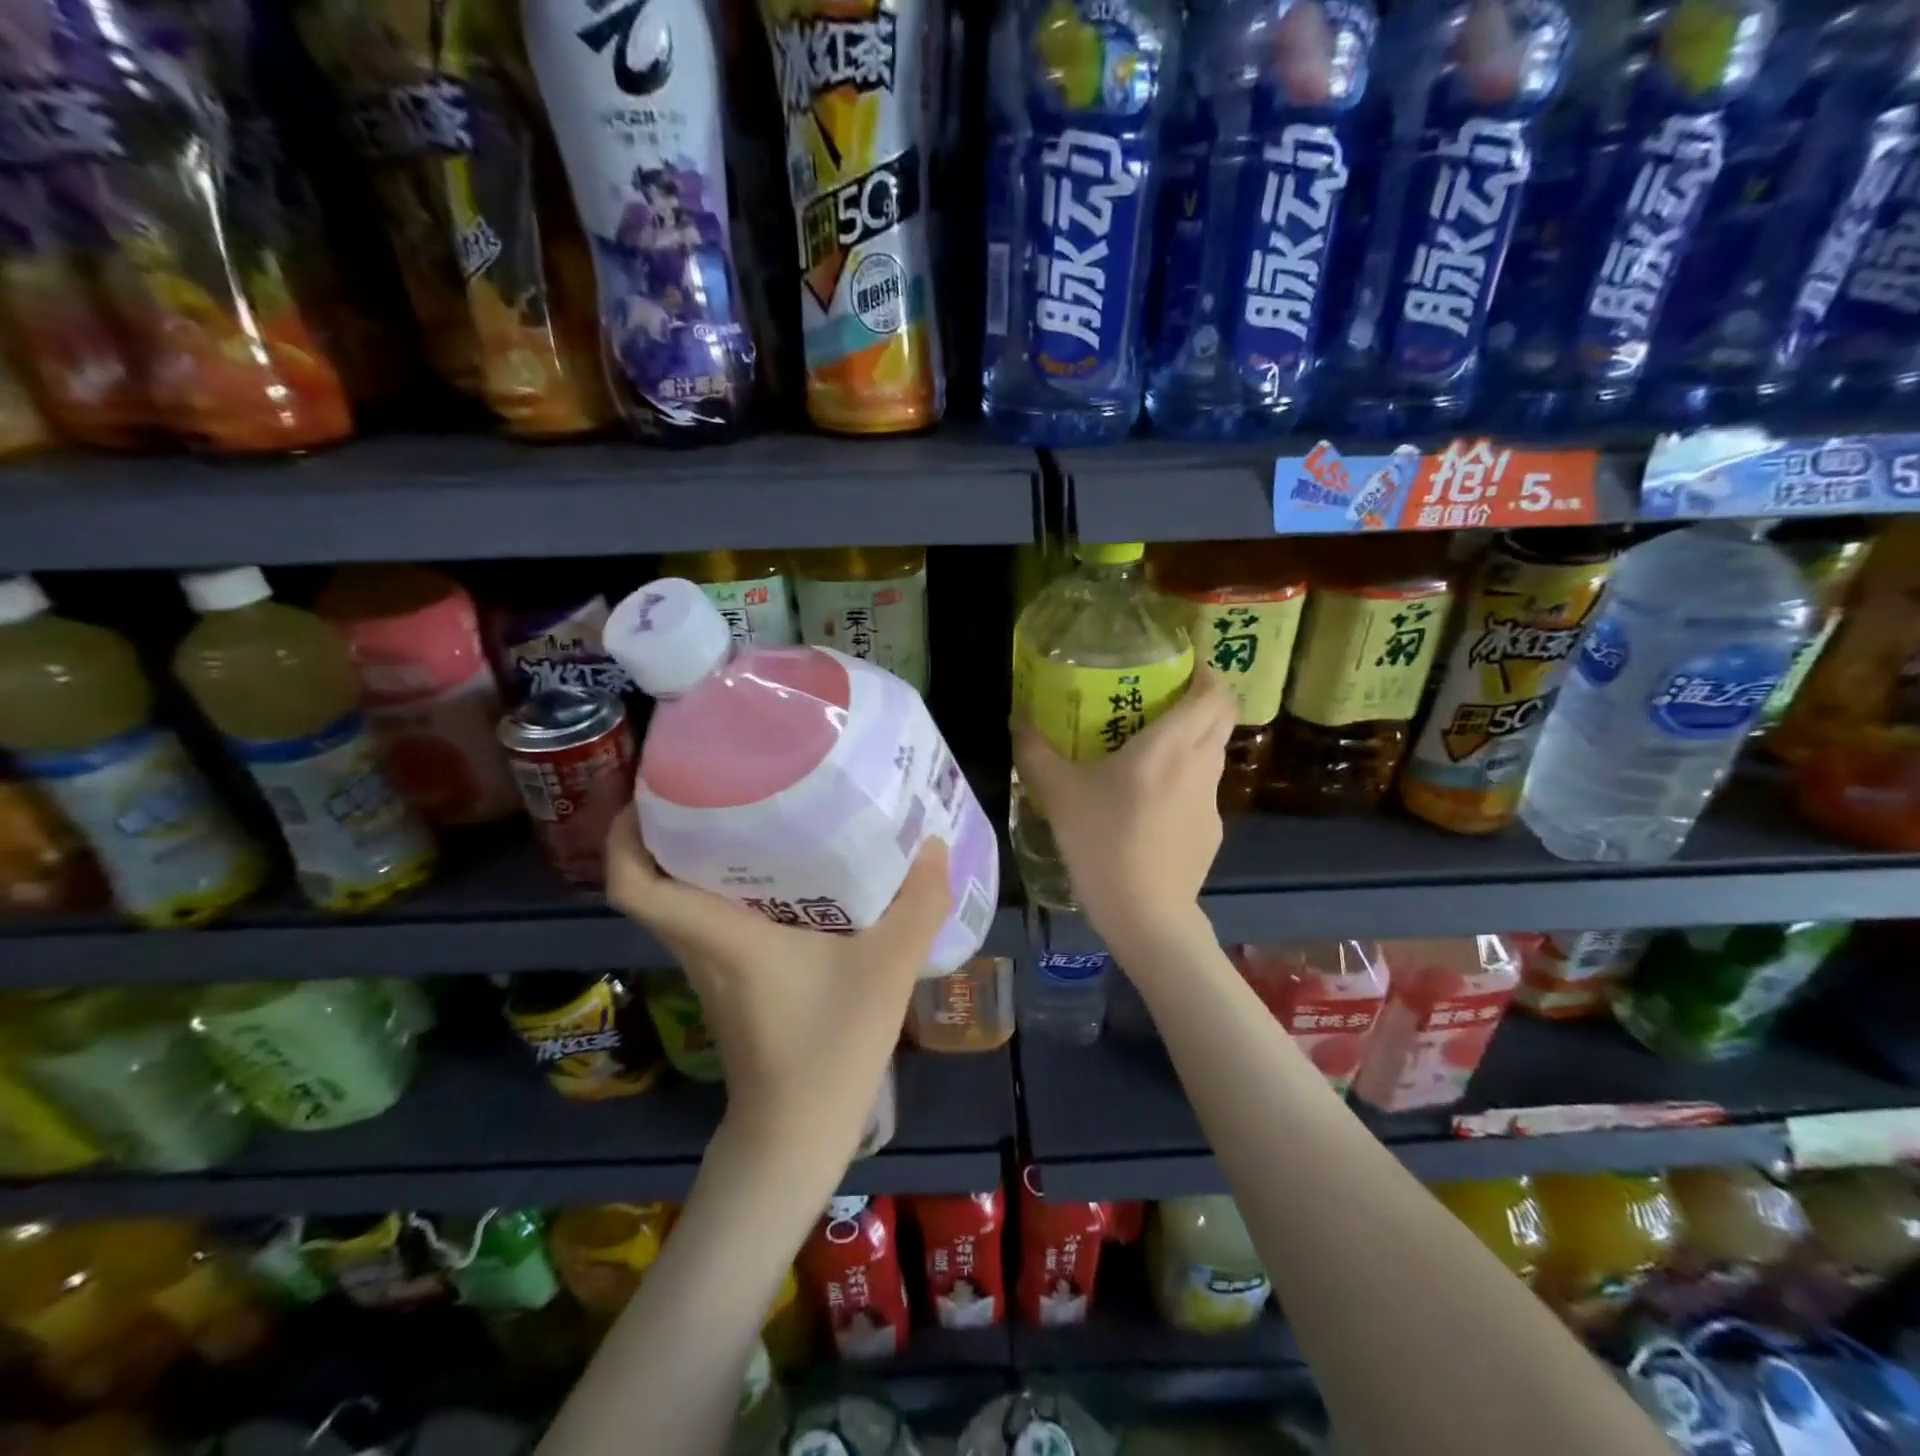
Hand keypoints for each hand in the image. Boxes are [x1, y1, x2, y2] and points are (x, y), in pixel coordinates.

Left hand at [604, 809, 949, 1167]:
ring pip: (684, 902)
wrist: (797, 1139)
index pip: (633, 885)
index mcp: (719, 935)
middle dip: (670, 828)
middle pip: (655, 881)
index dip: (624, 834)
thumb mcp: (888, 970)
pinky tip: (785, 878)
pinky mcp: (730, 986)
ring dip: (701, 859)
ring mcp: (712, 970)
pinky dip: (729, 892)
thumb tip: (935, 847)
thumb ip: (918, 906)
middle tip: (716, 781)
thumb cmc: (829, 1048)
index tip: (650, 790)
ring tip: (752, 815)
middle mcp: (703, 947)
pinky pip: (713, 923)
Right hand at [1014, 667, 1232, 948]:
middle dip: (1202, 702)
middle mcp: (1199, 765)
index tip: (1181, 667)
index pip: (1213, 694)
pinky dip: (1185, 783)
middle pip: (1221, 718)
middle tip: (1163, 701)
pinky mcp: (1211, 831)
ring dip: (1192, 743)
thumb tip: (1016, 720)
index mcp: (1169, 745)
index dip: (1205, 673)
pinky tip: (1151, 807)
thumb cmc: (1102, 842)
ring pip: (1212, 755)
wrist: (1144, 913)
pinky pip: (1202, 792)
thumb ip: (1034, 751)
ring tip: (1152, 752)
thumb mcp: (1057, 793)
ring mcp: (1211, 801)